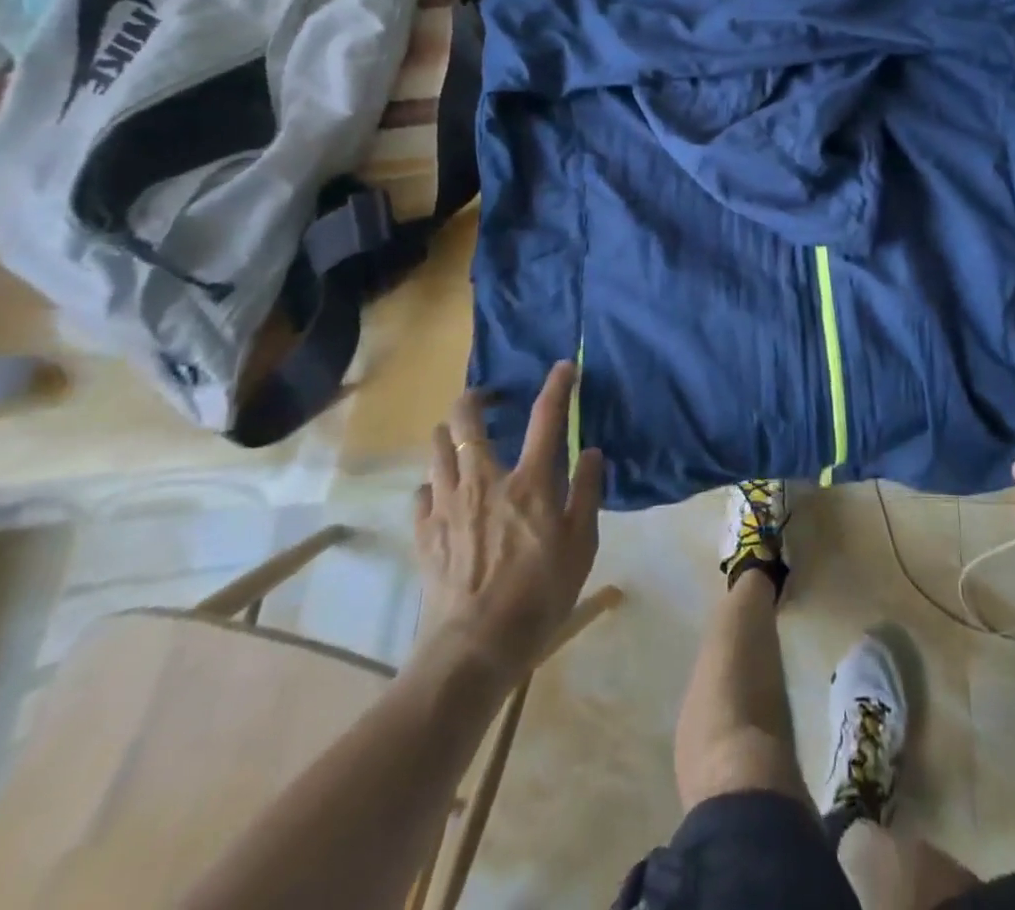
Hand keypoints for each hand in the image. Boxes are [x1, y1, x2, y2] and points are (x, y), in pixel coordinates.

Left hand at [412, 362, 603, 676]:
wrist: (474, 648)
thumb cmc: (539, 595)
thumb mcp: (581, 546)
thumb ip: (587, 493)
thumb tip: (592, 452)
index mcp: (529, 481)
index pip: (546, 418)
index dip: (558, 386)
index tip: (564, 366)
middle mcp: (484, 480)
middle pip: (467, 420)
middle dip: (475, 398)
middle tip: (488, 399)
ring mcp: (447, 504)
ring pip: (437, 448)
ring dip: (450, 435)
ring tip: (462, 440)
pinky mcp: (424, 532)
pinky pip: (422, 492)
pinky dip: (434, 484)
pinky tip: (443, 494)